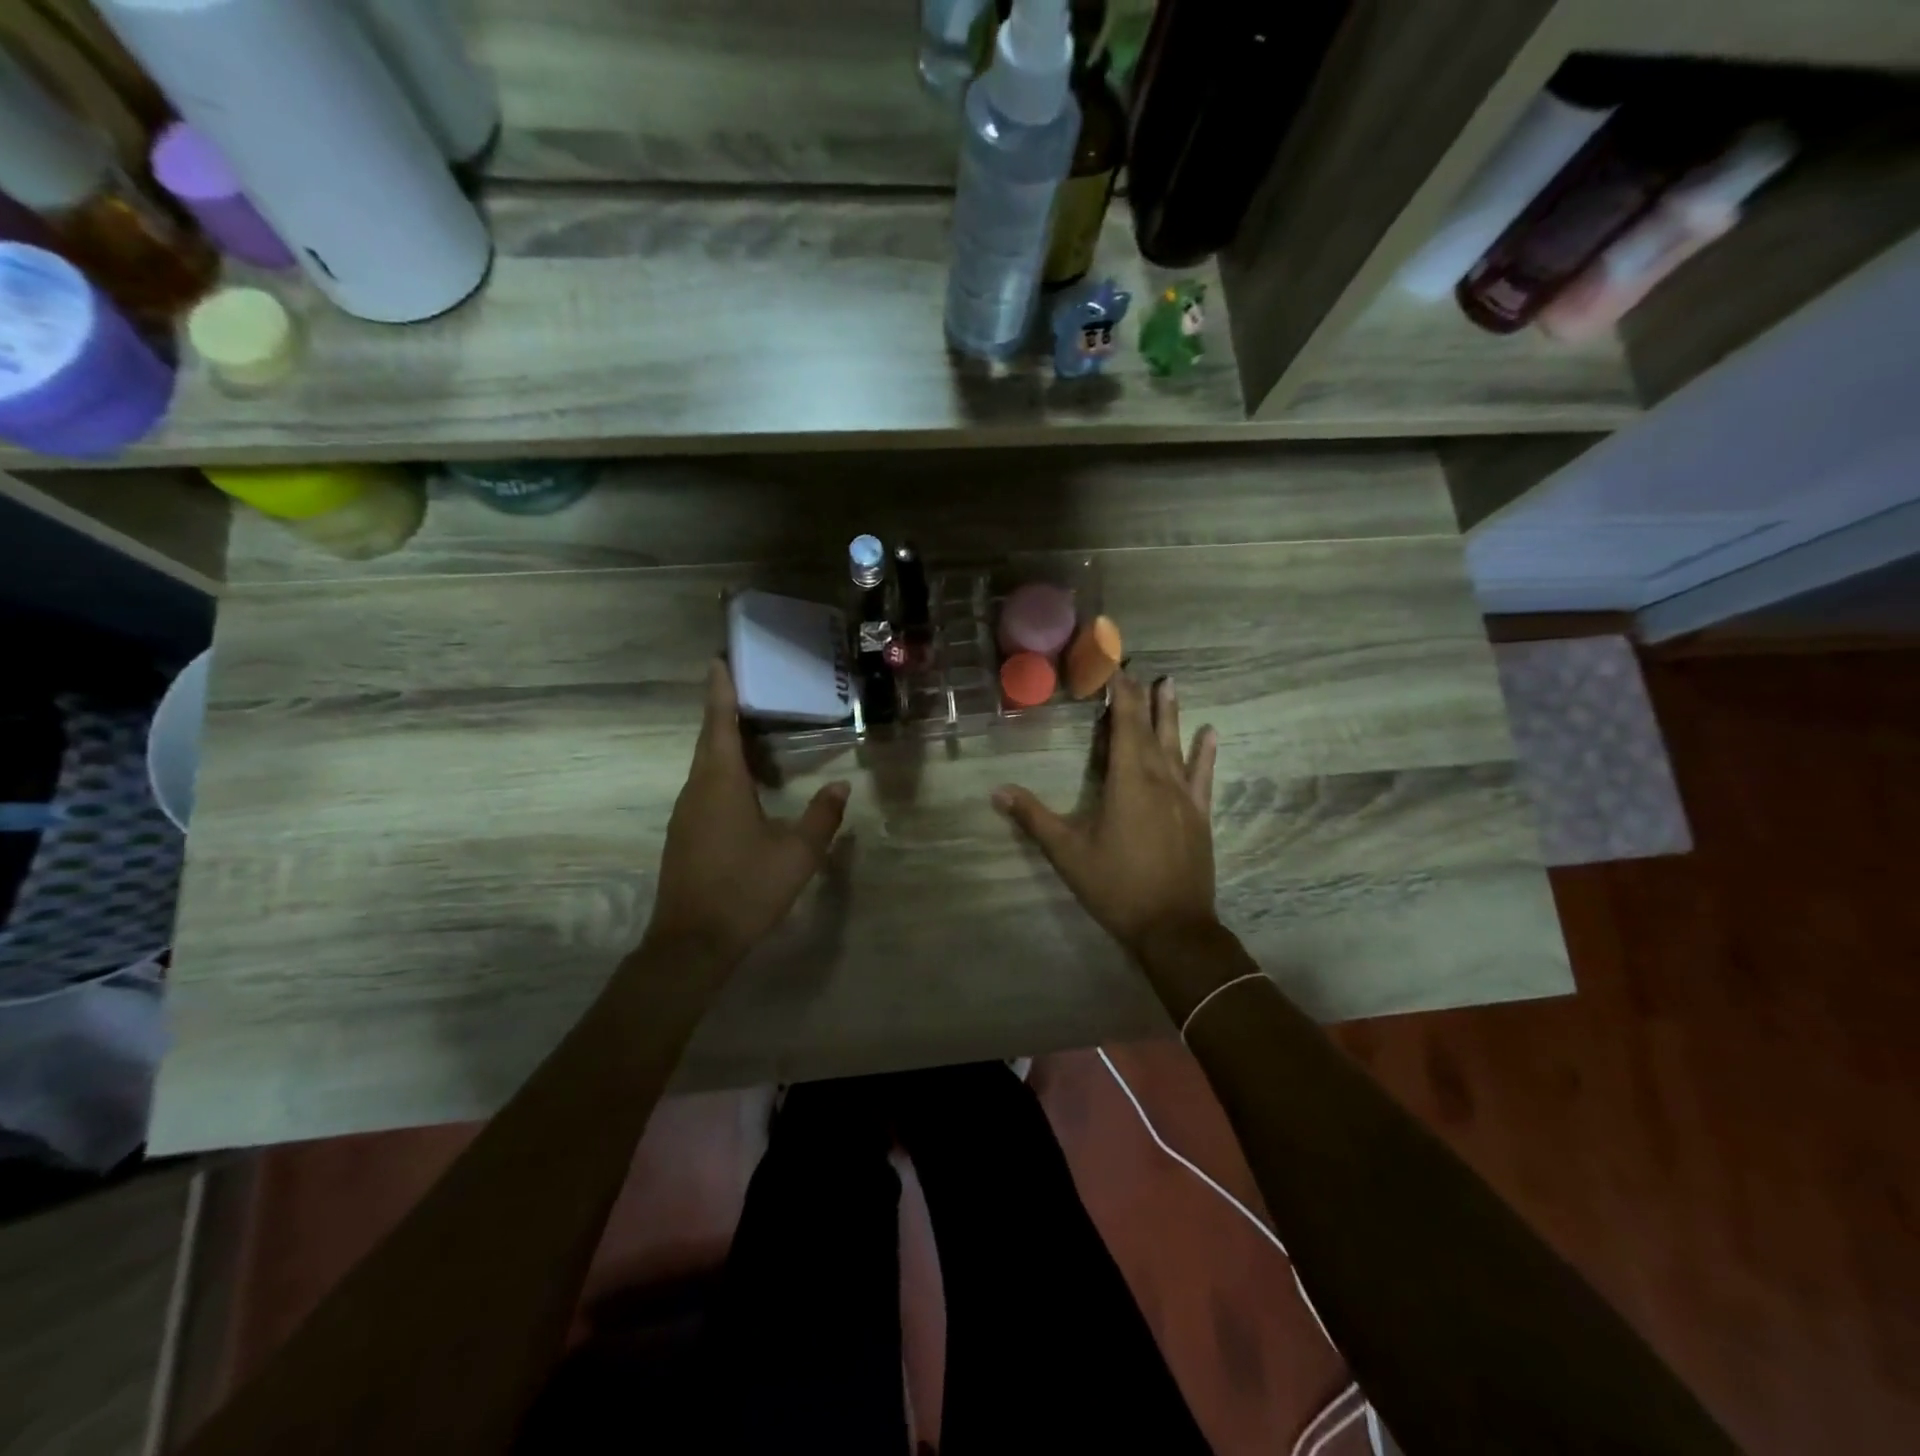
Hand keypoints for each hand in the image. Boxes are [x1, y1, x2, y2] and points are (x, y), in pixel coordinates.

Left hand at [644, 660, 850, 966]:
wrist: (692, 942)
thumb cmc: (746, 888)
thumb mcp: (797, 853)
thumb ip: (822, 815)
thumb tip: (840, 785)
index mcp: (720, 782)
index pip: (719, 723)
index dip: (720, 690)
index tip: (719, 658)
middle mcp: (696, 789)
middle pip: (709, 739)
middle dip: (724, 709)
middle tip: (746, 685)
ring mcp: (685, 813)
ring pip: (705, 765)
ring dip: (724, 741)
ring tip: (751, 727)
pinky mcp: (684, 834)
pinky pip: (704, 787)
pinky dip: (722, 770)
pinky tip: (743, 782)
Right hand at [993, 674, 1218, 953]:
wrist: (1173, 927)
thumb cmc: (1116, 886)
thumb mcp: (1067, 852)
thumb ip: (1034, 818)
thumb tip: (997, 791)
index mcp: (1126, 781)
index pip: (1123, 725)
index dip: (1119, 694)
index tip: (1114, 667)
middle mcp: (1158, 779)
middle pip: (1148, 729)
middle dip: (1140, 697)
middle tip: (1137, 667)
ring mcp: (1183, 796)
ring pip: (1177, 745)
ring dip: (1171, 714)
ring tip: (1170, 684)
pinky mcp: (1199, 815)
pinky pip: (1203, 775)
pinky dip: (1206, 752)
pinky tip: (1211, 732)